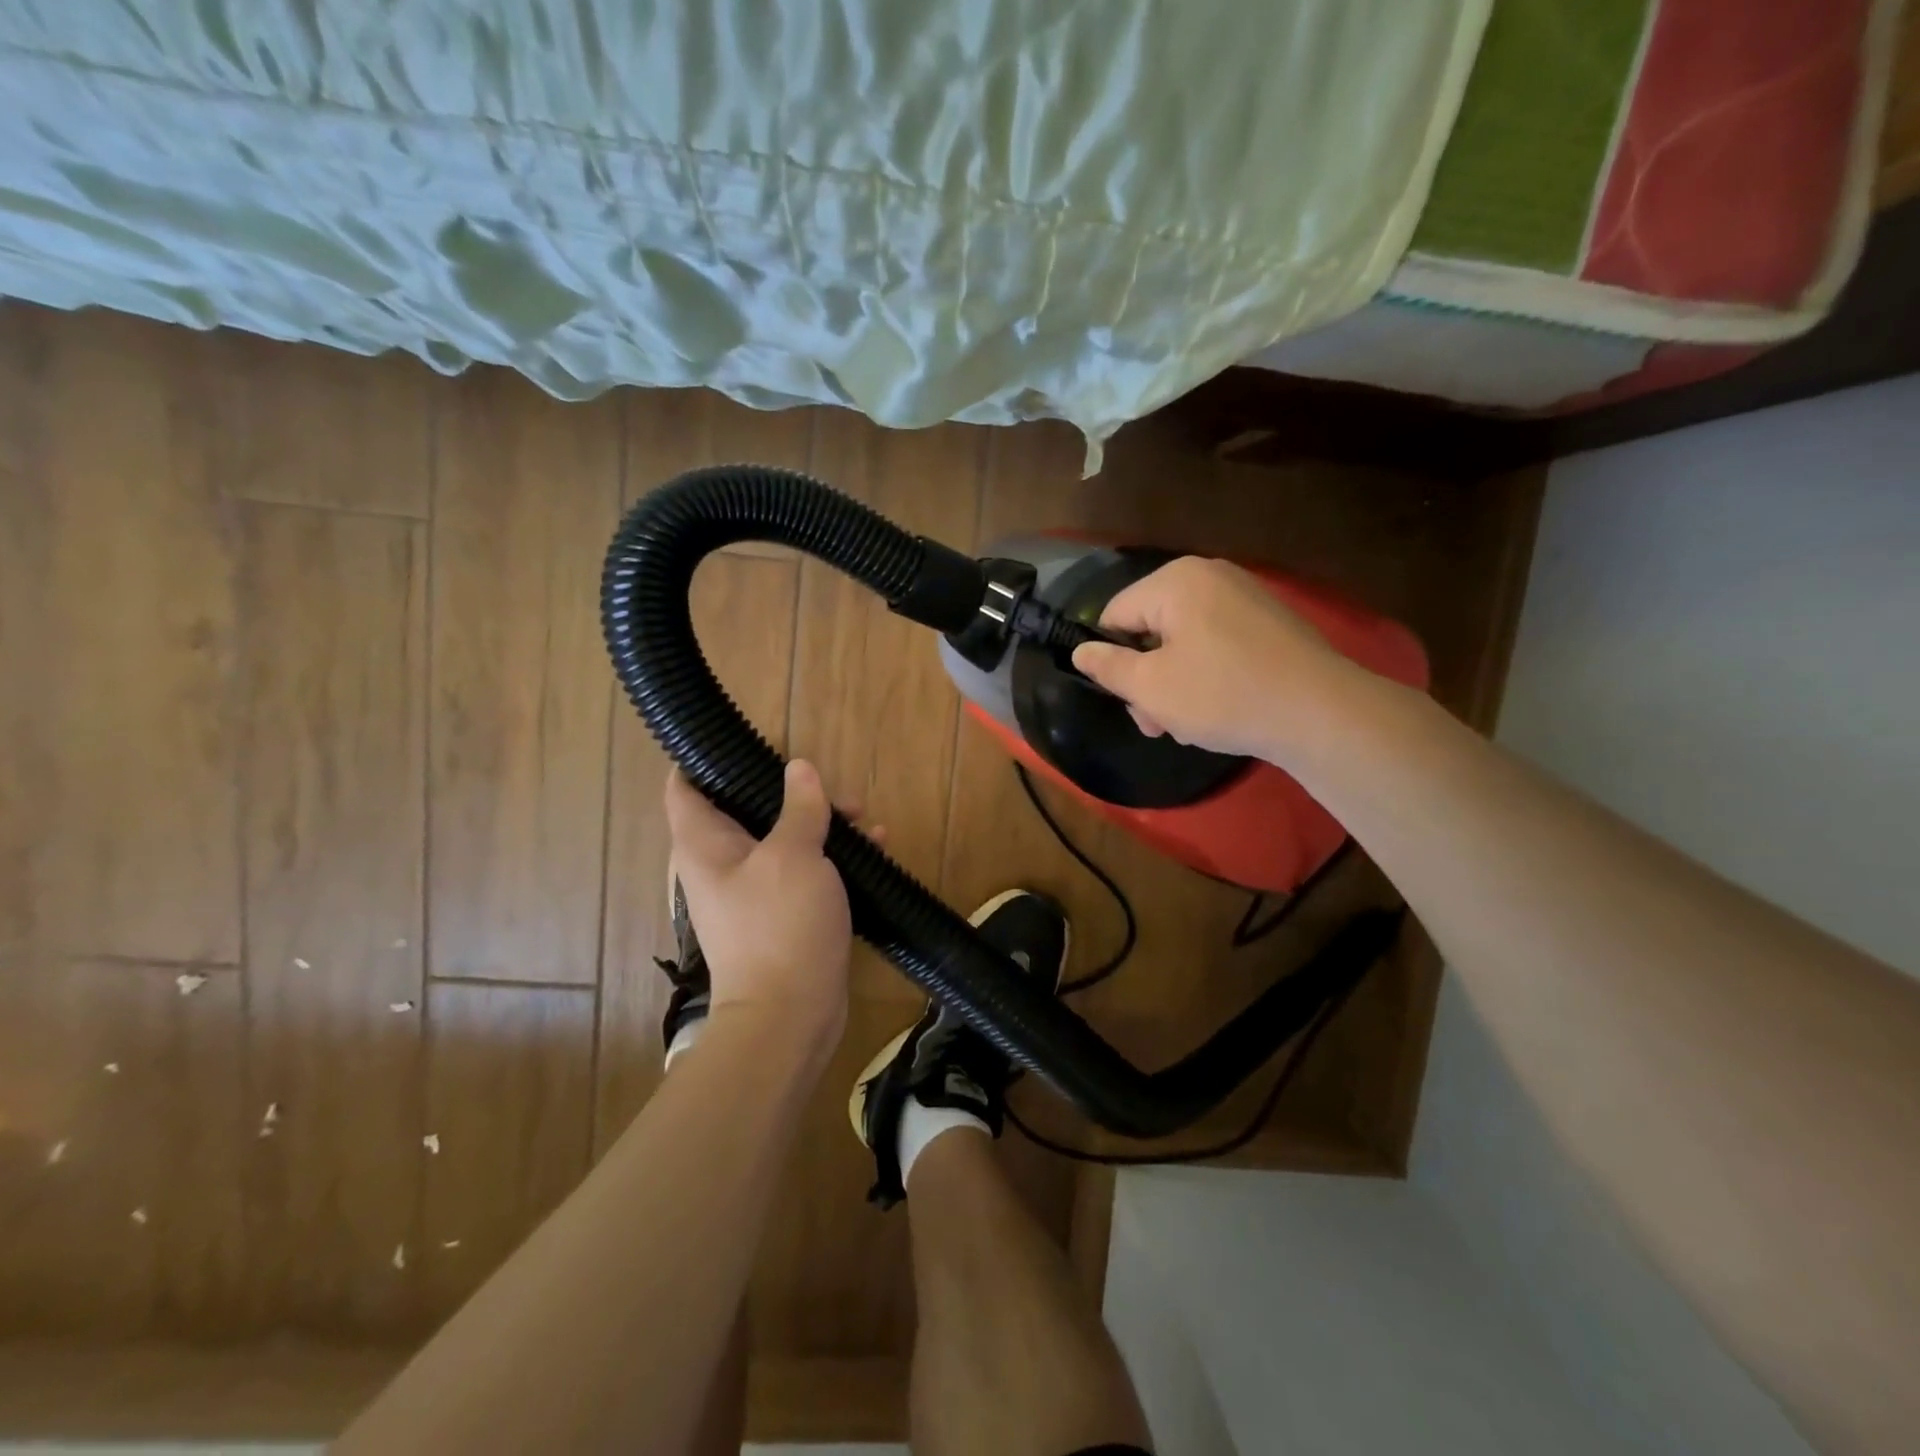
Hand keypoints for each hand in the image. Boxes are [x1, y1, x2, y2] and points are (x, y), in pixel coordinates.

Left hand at [664, 760, 850, 1055]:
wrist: (789, 1016)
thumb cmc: (780, 927)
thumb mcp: (794, 856)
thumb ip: (799, 808)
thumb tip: (800, 768)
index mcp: (705, 844)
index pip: (686, 786)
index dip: (706, 758)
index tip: (746, 741)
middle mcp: (722, 863)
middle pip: (748, 807)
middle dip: (794, 791)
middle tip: (837, 790)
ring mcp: (753, 890)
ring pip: (784, 837)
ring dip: (823, 823)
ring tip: (866, 819)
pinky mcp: (783, 913)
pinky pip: (805, 870)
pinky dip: (833, 856)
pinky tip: (875, 849)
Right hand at [1071, 556, 1350, 760]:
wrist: (1321, 712)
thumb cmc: (1222, 695)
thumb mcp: (1151, 687)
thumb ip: (1108, 667)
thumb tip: (1081, 651)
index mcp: (1175, 581)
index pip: (1115, 615)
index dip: (1111, 660)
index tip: (1128, 701)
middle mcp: (1210, 576)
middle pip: (1151, 629)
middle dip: (1147, 679)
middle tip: (1158, 725)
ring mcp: (1245, 596)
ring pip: (1184, 642)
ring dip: (1175, 685)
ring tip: (1190, 726)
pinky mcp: (1270, 622)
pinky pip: (1218, 644)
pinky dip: (1209, 675)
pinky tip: (1221, 710)